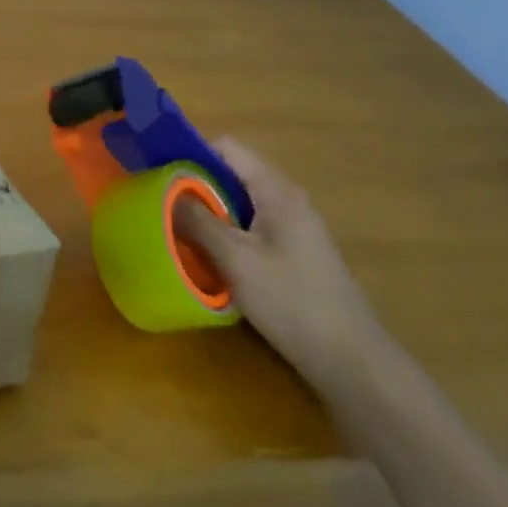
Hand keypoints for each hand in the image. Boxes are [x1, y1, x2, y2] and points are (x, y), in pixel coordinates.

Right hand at [175, 135, 386, 390]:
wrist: (349, 357)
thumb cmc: (291, 301)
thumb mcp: (236, 259)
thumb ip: (199, 221)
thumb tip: (166, 190)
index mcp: (276, 192)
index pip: (228, 149)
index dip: (191, 153)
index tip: (159, 172)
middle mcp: (287, 200)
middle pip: (232, 174)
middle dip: (194, 185)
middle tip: (159, 204)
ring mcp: (293, 226)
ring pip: (239, 203)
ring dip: (208, 211)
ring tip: (175, 228)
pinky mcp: (293, 252)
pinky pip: (249, 226)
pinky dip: (225, 232)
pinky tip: (207, 255)